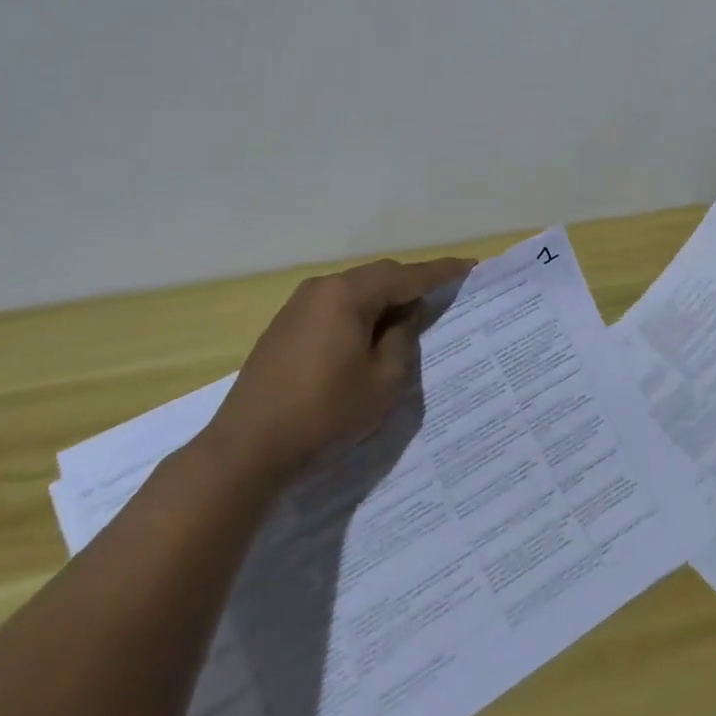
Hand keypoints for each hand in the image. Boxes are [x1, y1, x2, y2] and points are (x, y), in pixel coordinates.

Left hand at [200, 255, 473, 488]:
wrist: (246, 449)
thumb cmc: (324, 413)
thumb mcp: (382, 381)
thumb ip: (402, 339)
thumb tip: (404, 314)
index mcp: (347, 294)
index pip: (406, 275)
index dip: (441, 272)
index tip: (470, 266)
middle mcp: (321, 288)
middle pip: (378, 277)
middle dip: (411, 285)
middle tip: (442, 296)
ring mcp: (297, 307)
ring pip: (354, 292)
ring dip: (383, 302)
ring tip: (408, 320)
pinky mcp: (284, 328)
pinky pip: (334, 308)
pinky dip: (358, 315)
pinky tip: (368, 337)